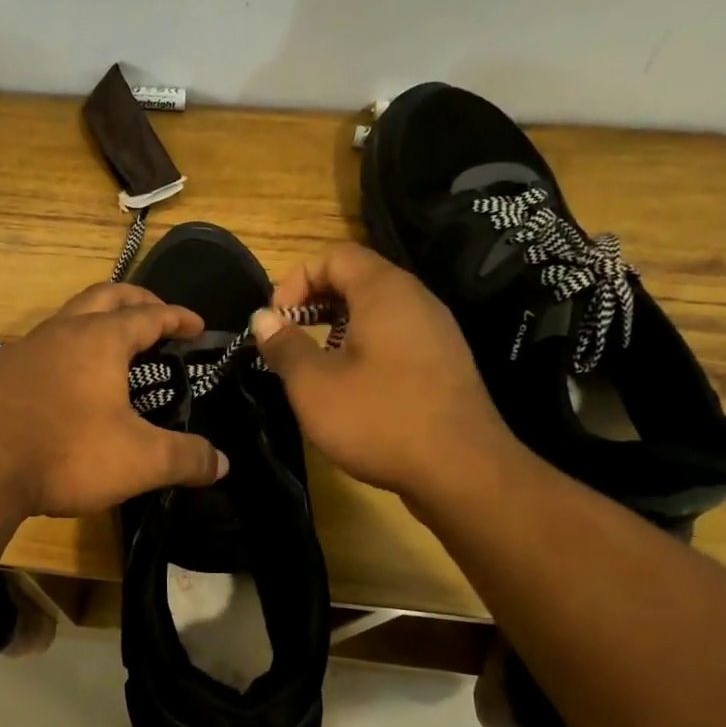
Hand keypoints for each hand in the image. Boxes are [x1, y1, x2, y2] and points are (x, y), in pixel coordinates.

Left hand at [0, 283, 228, 518]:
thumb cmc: (67, 454)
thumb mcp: (140, 461)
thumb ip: (186, 458)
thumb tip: (222, 464)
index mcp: (100, 339)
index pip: (149, 314)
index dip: (178, 317)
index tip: (197, 326)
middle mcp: (61, 331)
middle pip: (104, 296)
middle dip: (136, 300)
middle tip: (157, 317)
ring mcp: (23, 349)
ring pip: (67, 318)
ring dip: (95, 322)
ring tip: (112, 349)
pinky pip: (39, 349)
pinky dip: (63, 352)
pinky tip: (63, 383)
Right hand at [250, 243, 516, 502]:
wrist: (462, 471)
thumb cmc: (380, 419)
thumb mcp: (314, 385)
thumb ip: (284, 346)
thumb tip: (263, 318)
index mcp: (385, 292)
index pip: (335, 256)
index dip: (296, 280)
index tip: (275, 321)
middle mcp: (416, 300)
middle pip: (357, 279)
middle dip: (314, 304)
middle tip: (288, 342)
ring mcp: (436, 332)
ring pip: (376, 312)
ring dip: (336, 329)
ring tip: (314, 368)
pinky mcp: (443, 364)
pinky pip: (395, 338)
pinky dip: (364, 349)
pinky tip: (351, 389)